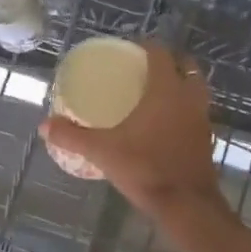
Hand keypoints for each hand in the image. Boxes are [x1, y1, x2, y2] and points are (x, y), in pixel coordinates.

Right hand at [40, 42, 223, 220]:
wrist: (186, 205)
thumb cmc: (145, 168)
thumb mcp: (102, 151)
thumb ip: (72, 136)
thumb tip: (44, 125)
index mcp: (166, 90)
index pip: (161, 54)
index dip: (146, 46)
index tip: (130, 47)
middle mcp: (189, 98)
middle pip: (186, 66)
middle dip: (169, 62)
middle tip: (144, 68)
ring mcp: (202, 119)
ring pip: (196, 89)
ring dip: (180, 85)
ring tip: (155, 92)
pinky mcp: (206, 139)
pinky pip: (196, 112)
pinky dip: (184, 109)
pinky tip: (164, 123)